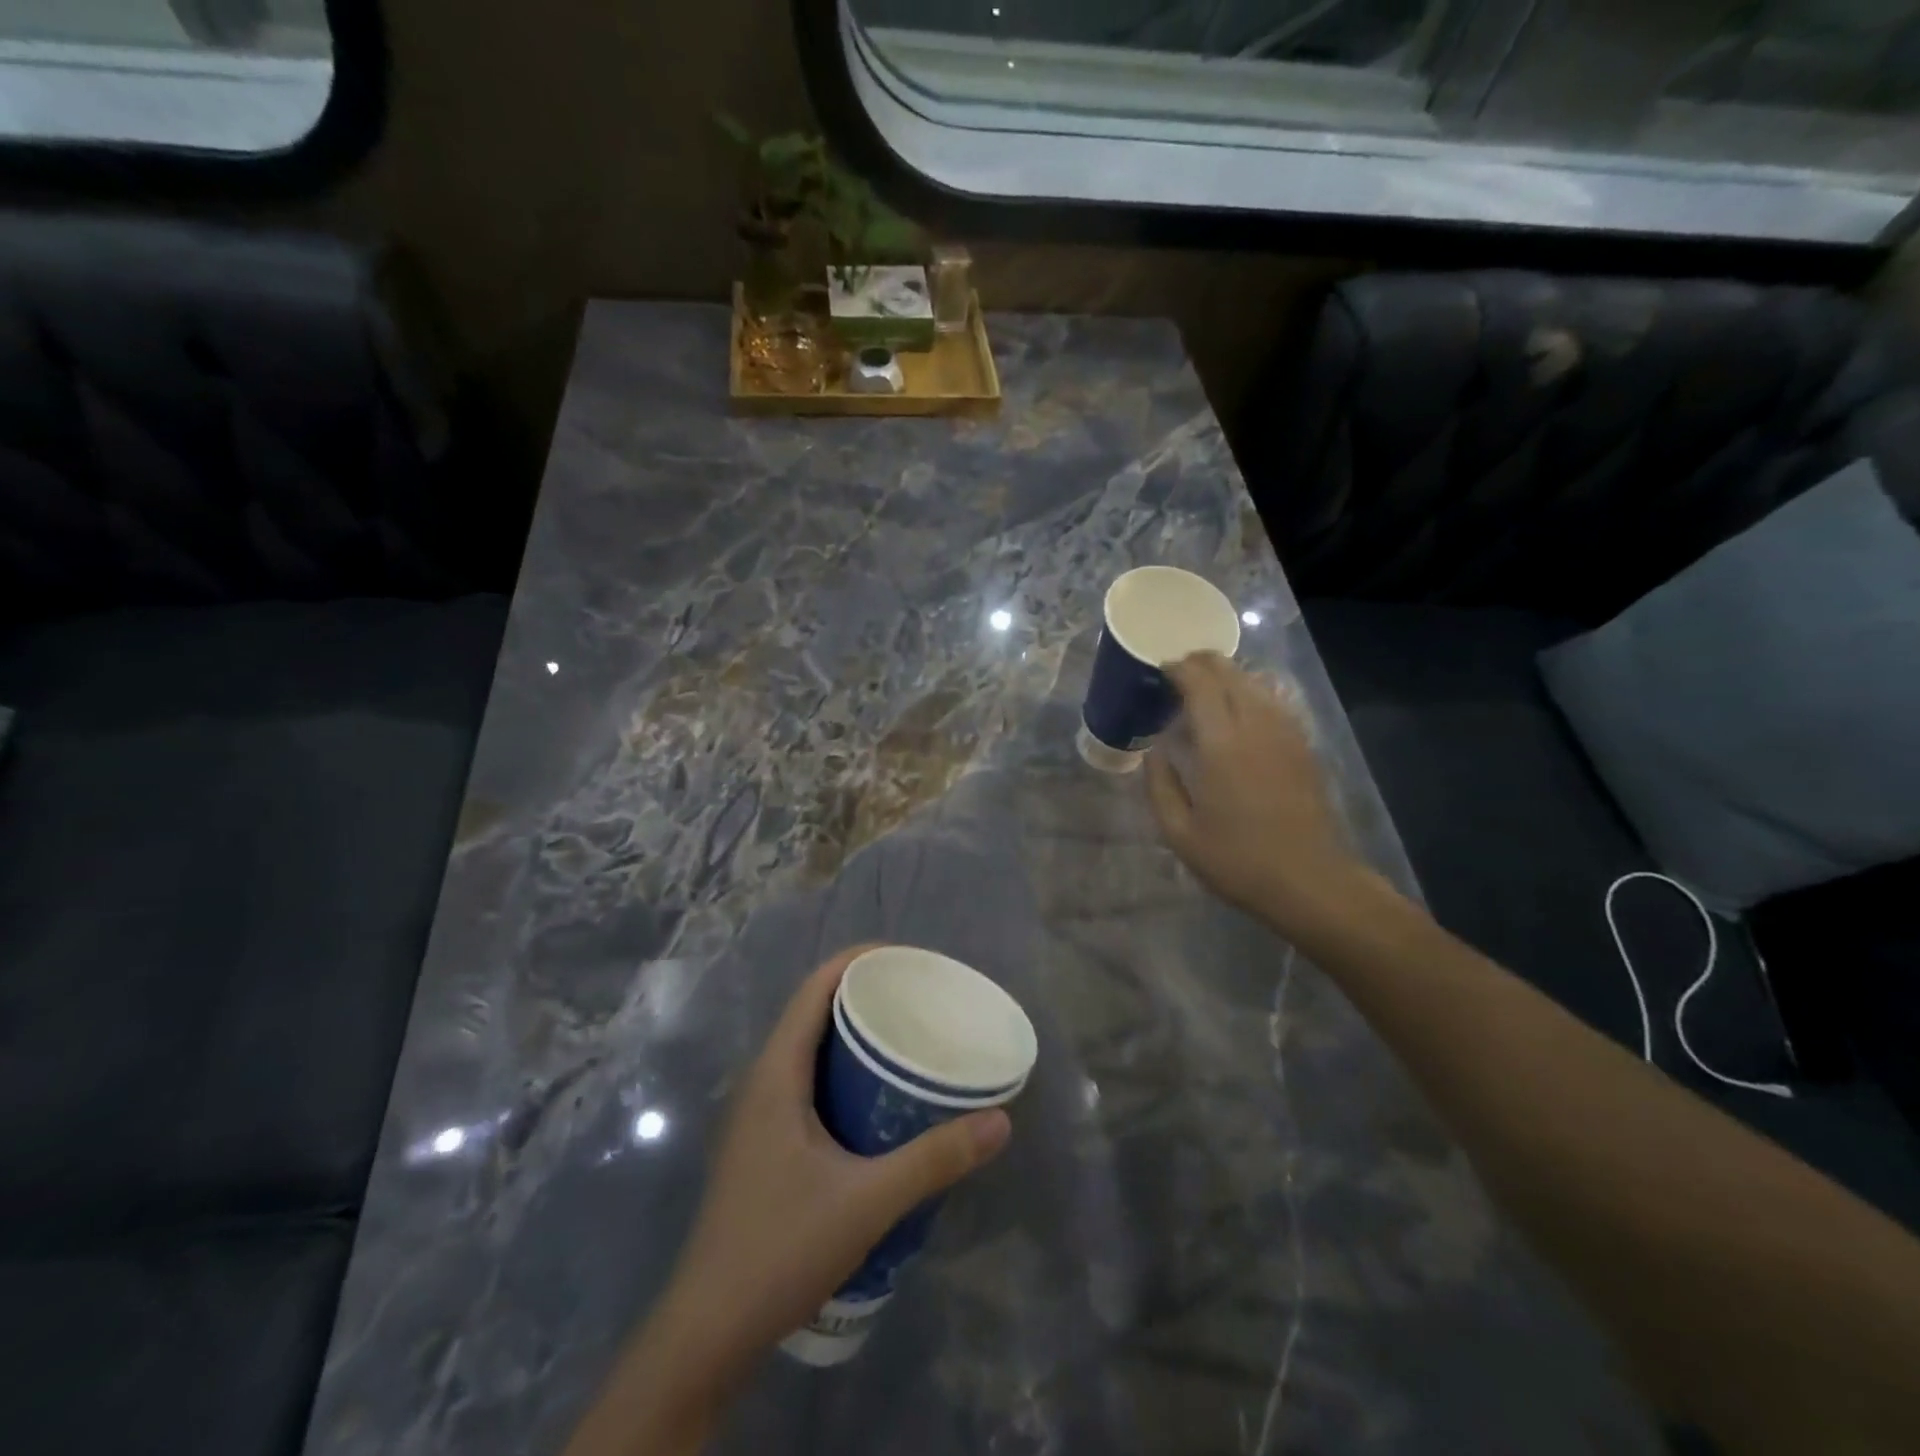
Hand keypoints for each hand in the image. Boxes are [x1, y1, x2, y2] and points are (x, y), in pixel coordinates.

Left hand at [574, 946, 1012, 1455]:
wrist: (707, 1332)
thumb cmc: (779, 1250)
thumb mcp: (867, 1202)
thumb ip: (934, 1159)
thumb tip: (999, 1121)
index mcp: (777, 1072)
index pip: (816, 986)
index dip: (861, 960)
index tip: (912, 961)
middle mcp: (763, 1079)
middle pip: (815, 1009)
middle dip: (868, 993)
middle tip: (924, 998)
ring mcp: (760, 1112)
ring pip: (811, 1046)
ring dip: (856, 1032)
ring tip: (909, 1036)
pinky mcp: (765, 1141)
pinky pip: (809, 1078)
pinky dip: (845, 1067)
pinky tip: (879, 1096)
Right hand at [1145, 653, 1370, 940]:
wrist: (1309, 881)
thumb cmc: (1237, 860)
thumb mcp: (1179, 832)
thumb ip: (1160, 784)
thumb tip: (1156, 750)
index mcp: (1221, 743)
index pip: (1200, 683)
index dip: (1179, 668)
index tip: (1161, 670)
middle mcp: (1256, 726)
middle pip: (1231, 673)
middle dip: (1203, 663)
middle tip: (1179, 671)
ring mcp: (1286, 733)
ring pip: (1256, 682)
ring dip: (1229, 675)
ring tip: (1206, 687)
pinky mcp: (1303, 745)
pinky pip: (1274, 702)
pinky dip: (1252, 693)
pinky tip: (1240, 710)